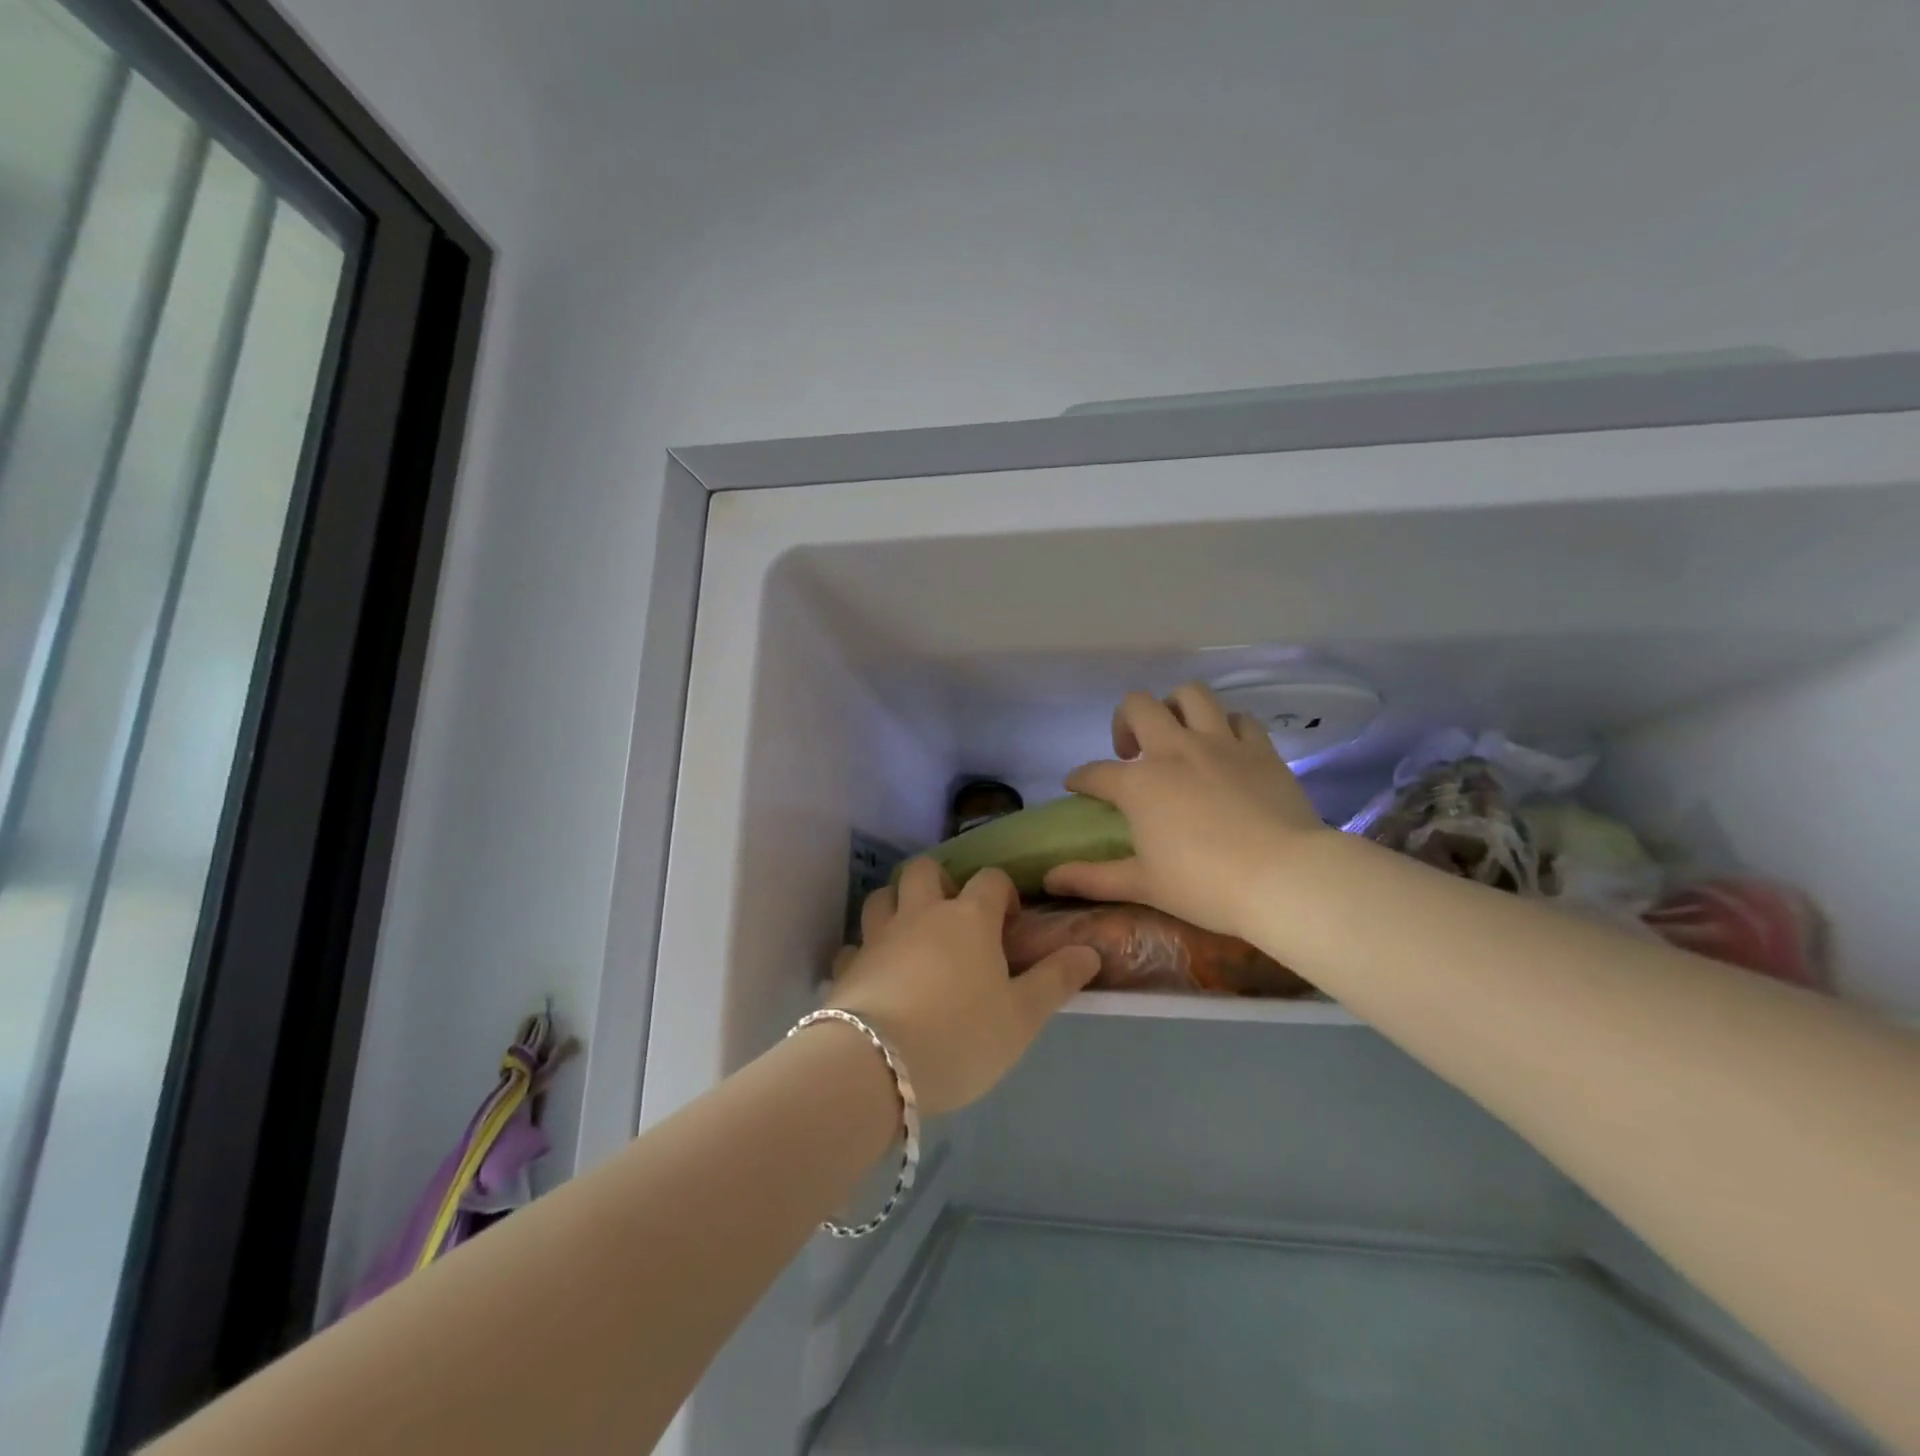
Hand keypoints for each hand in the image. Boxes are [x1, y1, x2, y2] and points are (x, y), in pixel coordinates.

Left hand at [826, 859, 1099, 1116]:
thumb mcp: (1023, 1017)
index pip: (989, 879)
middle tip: (953, 916)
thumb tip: (1089, 950)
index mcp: (968, 918)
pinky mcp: (848, 966)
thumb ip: (1056, 980)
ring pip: (882, 897)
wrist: (877, 1066)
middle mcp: (920, 914)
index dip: (1002, 892)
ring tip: (912, 936)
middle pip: (924, 869)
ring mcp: (879, 937)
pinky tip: (877, 975)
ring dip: (897, 904)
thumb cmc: (961, 1037)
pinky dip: (867, 952)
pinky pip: (856, 945)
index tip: (1009, 922)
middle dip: (939, 881)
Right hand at [1043, 684, 1330, 940]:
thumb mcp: (1143, 885)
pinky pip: (1240, 719)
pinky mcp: (1260, 749)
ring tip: (1176, 733)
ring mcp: (1220, 744)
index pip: (1095, 773)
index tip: (1077, 786)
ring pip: (1191, 695)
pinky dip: (1226, 726)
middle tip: (1130, 752)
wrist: (1284, 878)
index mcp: (1139, 784)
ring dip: (1175, 707)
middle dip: (1125, 721)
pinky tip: (1225, 747)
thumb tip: (1049, 879)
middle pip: (1138, 706)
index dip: (1080, 778)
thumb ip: (1091, 878)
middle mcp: (1174, 750)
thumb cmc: (1205, 885)